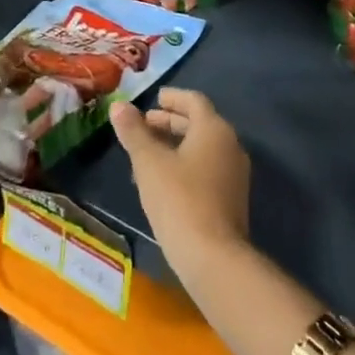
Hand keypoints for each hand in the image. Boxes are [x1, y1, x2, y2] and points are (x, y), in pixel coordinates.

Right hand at [110, 88, 249, 268]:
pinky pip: (207, 168)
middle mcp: (230, 145)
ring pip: (202, 148)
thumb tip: (118, 105)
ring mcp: (235, 173)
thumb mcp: (149, 163)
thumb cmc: (179, 199)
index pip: (194, 100)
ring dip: (176, 145)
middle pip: (199, 123)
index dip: (172, 97)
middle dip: (170, 122)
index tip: (153, 99)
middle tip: (143, 126)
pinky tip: (163, 181)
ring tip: (146, 154)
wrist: (213, 256)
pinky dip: (185, 164)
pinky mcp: (232, 197)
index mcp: (214, 129)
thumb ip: (134, 132)